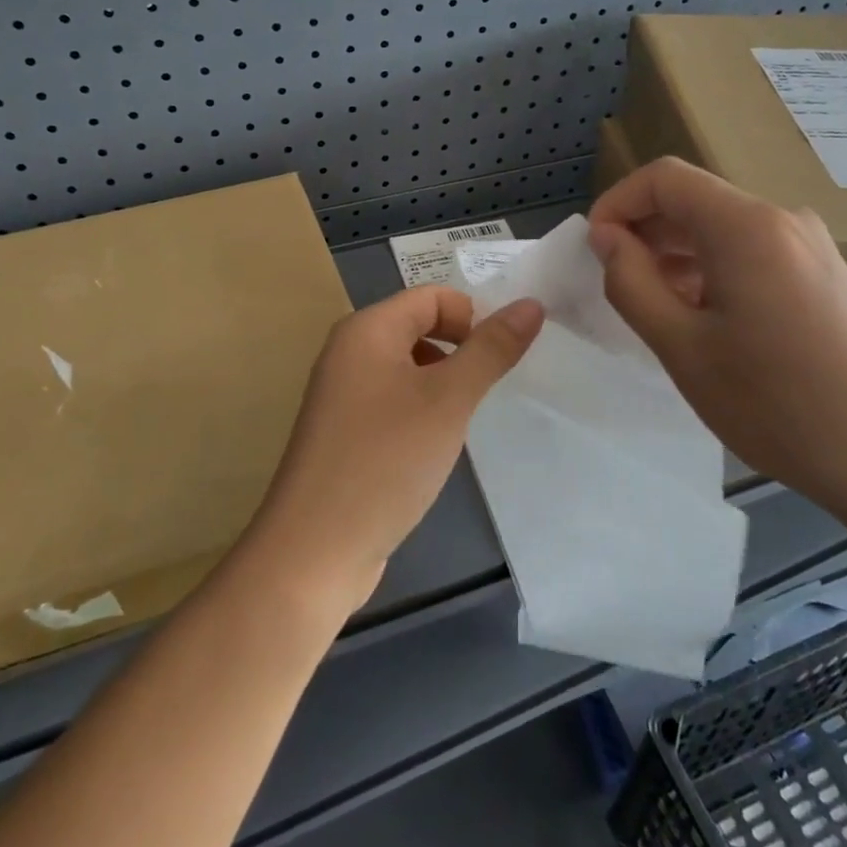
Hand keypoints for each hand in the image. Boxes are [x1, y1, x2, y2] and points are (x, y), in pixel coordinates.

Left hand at [243, 286, 543, 616]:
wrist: (316, 549)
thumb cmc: (385, 460)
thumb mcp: (448, 400)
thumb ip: (491, 349)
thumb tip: (531, 303)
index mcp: (366, 330)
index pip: (432, 297)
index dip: (474, 317)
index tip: (501, 360)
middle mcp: (348, 351)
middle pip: (418, 327)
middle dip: (459, 351)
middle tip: (485, 392)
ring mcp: (341, 393)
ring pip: (407, 367)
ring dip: (442, 383)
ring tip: (460, 422)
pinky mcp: (343, 431)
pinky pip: (392, 400)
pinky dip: (420, 410)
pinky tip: (432, 447)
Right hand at [587, 157, 846, 520]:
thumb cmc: (778, 406)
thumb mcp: (683, 348)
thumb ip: (631, 282)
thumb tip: (606, 237)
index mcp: (746, 227)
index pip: (664, 179)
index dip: (617, 203)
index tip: (594, 250)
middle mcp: (784, 220)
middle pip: (695, 200)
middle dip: (644, 232)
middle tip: (618, 286)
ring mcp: (813, 247)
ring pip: (723, 229)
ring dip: (677, 255)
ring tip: (659, 311)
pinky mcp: (828, 275)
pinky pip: (754, 252)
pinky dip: (714, 270)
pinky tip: (708, 322)